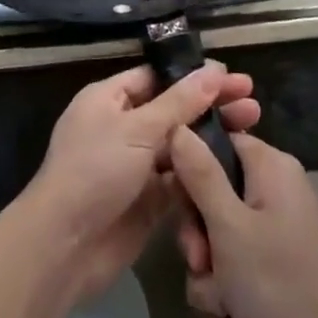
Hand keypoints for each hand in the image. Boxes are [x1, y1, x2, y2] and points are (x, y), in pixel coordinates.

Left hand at [16, 62, 258, 304]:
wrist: (64, 246)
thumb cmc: (95, 171)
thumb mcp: (137, 129)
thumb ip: (179, 103)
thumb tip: (214, 71)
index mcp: (109, 99)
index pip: (157, 78)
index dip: (193, 76)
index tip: (231, 77)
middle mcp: (122, 127)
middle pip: (173, 110)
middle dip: (210, 106)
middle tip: (253, 103)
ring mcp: (135, 165)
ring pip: (180, 146)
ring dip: (211, 138)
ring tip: (252, 129)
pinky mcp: (147, 200)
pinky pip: (179, 180)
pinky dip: (203, 174)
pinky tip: (235, 167)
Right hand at [171, 128, 317, 317]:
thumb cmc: (277, 287)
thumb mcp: (228, 228)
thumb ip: (200, 174)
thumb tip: (178, 125)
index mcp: (272, 167)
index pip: (218, 142)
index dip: (189, 168)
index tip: (174, 203)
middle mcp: (277, 190)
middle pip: (214, 193)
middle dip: (198, 236)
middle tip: (199, 264)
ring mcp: (280, 229)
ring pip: (220, 236)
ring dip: (209, 275)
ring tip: (218, 307)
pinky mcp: (280, 265)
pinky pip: (238, 265)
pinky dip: (226, 293)